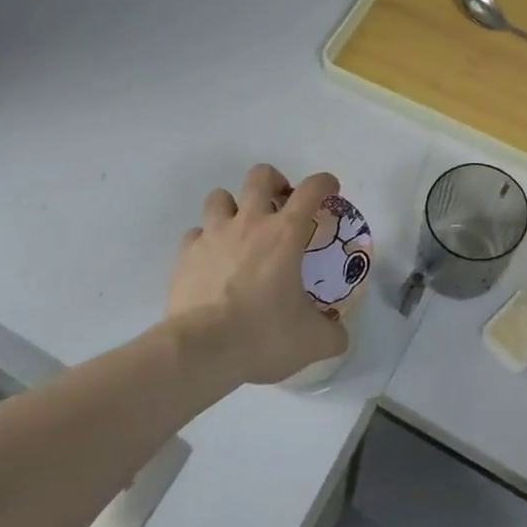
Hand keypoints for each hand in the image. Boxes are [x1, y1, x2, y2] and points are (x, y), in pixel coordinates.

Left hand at [165, 164, 347, 384]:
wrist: (199, 351)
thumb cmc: (261, 335)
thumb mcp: (311, 343)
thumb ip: (332, 335)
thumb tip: (339, 335)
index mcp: (286, 233)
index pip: (312, 188)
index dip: (325, 182)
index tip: (330, 191)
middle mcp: (250, 223)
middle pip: (260, 175)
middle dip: (273, 182)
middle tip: (280, 206)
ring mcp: (214, 235)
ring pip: (220, 196)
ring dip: (233, 207)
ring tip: (240, 230)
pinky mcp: (186, 255)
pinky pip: (195, 233)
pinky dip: (205, 240)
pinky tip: (212, 260)